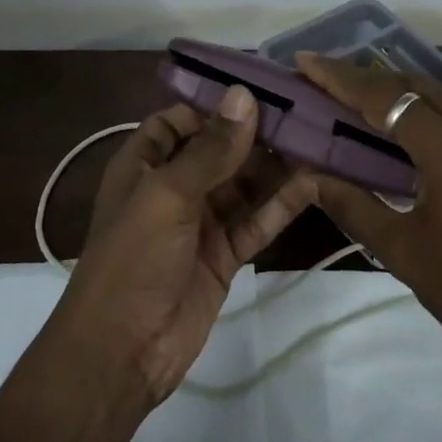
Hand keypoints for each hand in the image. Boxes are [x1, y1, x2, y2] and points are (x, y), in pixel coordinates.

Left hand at [55, 87, 316, 409]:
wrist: (122, 351)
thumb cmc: (134, 259)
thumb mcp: (167, 195)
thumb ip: (210, 149)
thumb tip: (244, 96)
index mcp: (144, 165)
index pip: (179, 120)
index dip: (214, 105)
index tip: (261, 90)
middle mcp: (173, 188)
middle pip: (219, 151)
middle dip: (256, 134)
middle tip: (306, 113)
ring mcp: (201, 223)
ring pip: (243, 185)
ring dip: (275, 168)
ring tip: (319, 142)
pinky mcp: (224, 255)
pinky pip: (255, 221)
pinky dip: (281, 205)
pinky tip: (313, 184)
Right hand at [296, 53, 441, 376]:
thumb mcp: (403, 252)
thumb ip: (354, 206)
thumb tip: (311, 178)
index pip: (387, 99)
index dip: (341, 78)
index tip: (306, 61)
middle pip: (419, 87)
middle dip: (371, 79)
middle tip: (329, 81)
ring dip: (406, 97)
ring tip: (366, 105)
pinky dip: (438, 119)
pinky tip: (420, 139)